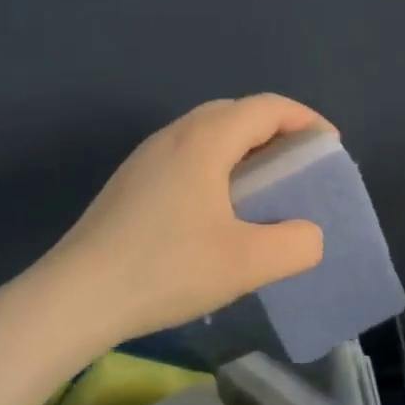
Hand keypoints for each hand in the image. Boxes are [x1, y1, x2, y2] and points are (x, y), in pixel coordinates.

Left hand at [38, 95, 329, 346]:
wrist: (74, 297)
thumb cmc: (166, 269)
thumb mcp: (247, 263)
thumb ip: (296, 244)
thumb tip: (308, 234)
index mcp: (205, 139)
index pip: (267, 107)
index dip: (306, 119)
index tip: (329, 147)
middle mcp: (174, 135)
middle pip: (236, 112)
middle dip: (276, 129)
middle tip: (299, 165)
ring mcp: (146, 157)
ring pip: (207, 133)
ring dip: (243, 147)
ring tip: (263, 185)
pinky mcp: (129, 182)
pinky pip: (186, 155)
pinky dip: (216, 164)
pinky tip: (217, 209)